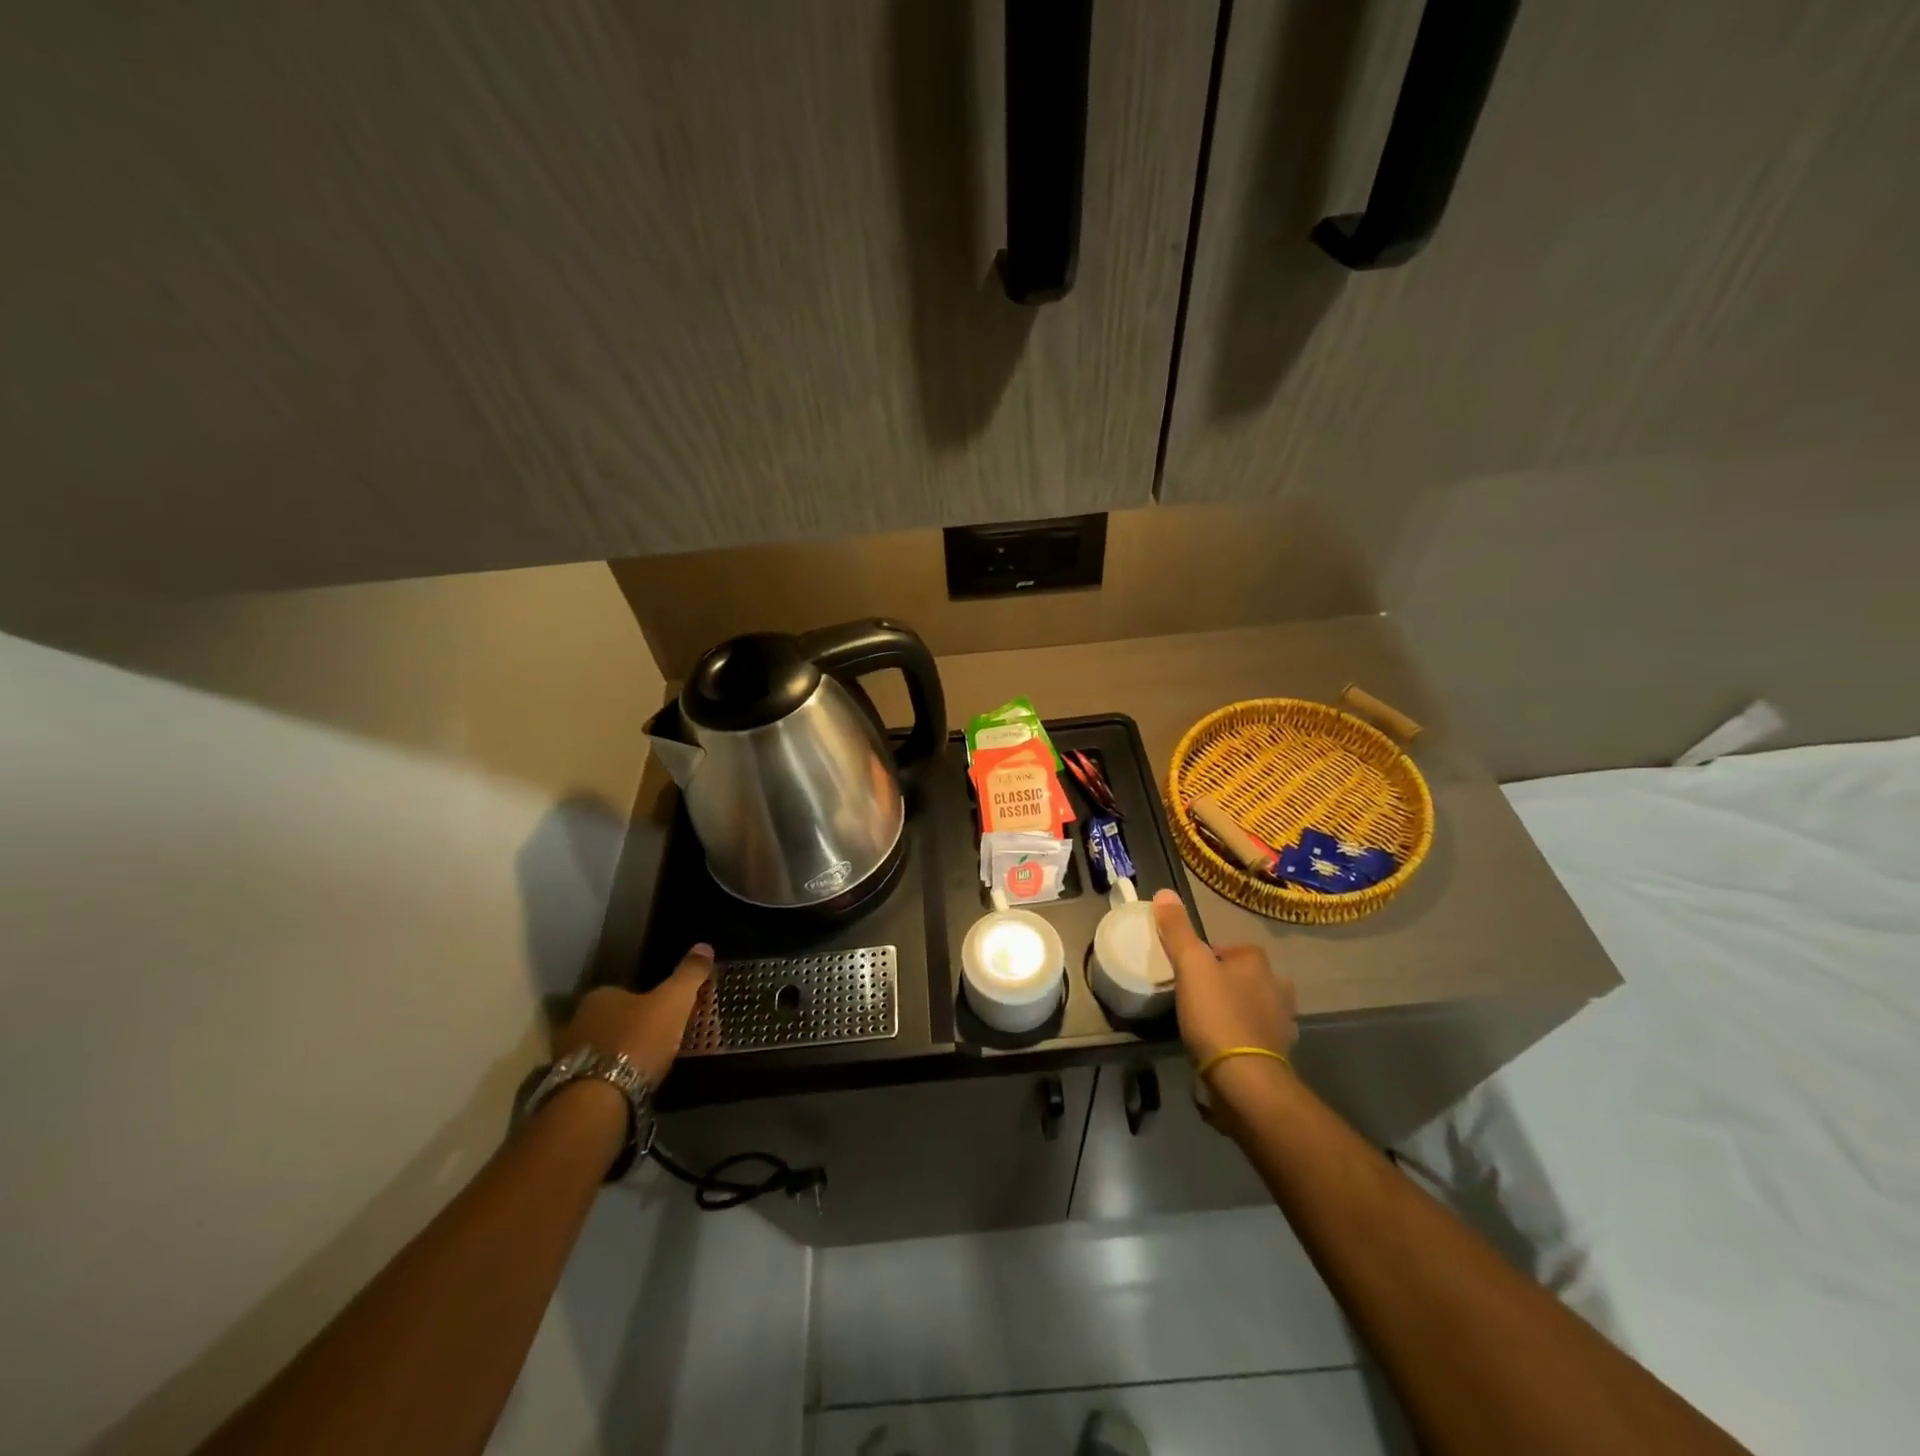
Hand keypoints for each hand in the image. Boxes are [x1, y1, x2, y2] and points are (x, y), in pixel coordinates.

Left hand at [554, 944, 714, 1086]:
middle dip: (631, 1027)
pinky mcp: (565, 1087)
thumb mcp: (673, 1002)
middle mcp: (577, 1020)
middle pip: (611, 1019)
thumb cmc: (637, 1041)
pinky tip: (627, 1086)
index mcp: (600, 996)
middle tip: (658, 1039)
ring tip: (644, 1066)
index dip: (646, 1000)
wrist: (598, 1100)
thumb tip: (704, 946)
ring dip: (618, 1054)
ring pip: (600, 1047)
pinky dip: (608, 1077)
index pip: (624, 991)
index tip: (665, 1012)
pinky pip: (593, 1074)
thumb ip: (689, 974)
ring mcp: (566, 1056)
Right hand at [1152, 890, 1296, 1121]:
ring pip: (1255, 1006)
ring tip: (1208, 1022)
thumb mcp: (1190, 966)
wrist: (1245, 1080)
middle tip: (1196, 995)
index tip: (1187, 970)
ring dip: (1237, 1010)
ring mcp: (1282, 1024)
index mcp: (1258, 963)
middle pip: (1246, 976)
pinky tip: (1224, 1049)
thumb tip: (1164, 892)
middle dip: (1226, 982)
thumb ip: (1178, 930)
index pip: (1232, 948)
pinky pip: (1257, 1037)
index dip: (1209, 956)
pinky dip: (1244, 1039)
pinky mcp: (1279, 1055)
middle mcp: (1278, 988)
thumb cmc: (1217, 1015)